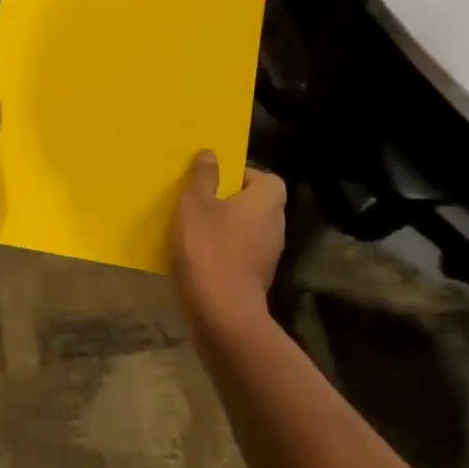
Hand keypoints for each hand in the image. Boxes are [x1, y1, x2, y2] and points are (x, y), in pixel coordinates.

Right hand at [172, 152, 286, 325]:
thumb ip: (203, 177)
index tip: (213, 179)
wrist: (222, 313)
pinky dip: (223, 251)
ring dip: (225, 227)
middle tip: (197, 200)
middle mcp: (276, 224)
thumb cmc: (209, 248)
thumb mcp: (195, 204)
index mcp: (267, 200)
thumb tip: (211, 154)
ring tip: (193, 227)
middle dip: (229, 200)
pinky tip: (197, 256)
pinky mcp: (257, 278)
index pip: (264, 177)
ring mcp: (269, 254)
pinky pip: (240, 253)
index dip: (240, 174)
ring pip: (246, 229)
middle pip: (255, 203)